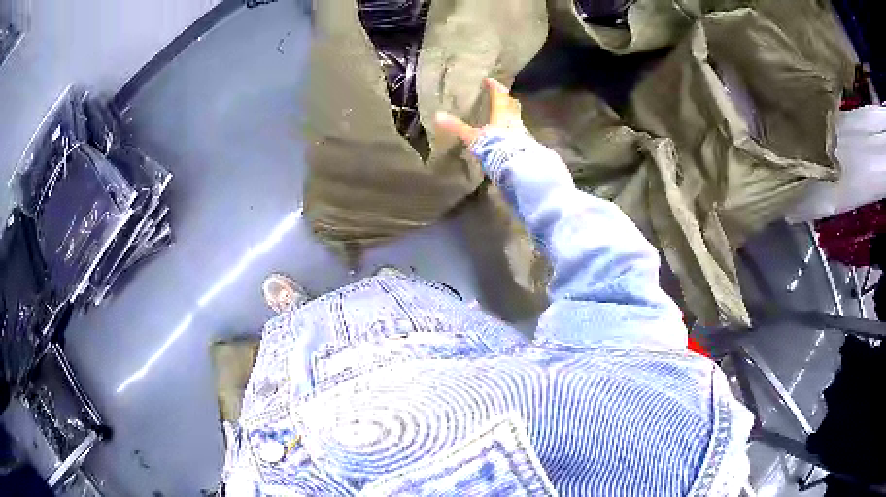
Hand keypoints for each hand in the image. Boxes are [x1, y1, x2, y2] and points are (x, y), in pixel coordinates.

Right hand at [435, 78, 524, 147]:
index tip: (489, 80)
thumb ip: (457, 127)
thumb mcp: (472, 136)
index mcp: (501, 114)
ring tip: (504, 116)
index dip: (494, 86)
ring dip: (511, 115)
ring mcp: (521, 133)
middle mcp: (513, 120)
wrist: (514, 166)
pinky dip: (513, 131)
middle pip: (511, 105)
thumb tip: (438, 115)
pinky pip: (518, 134)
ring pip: (516, 119)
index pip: (499, 95)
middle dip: (506, 99)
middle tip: (502, 95)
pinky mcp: (524, 146)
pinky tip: (508, 136)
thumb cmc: (493, 146)